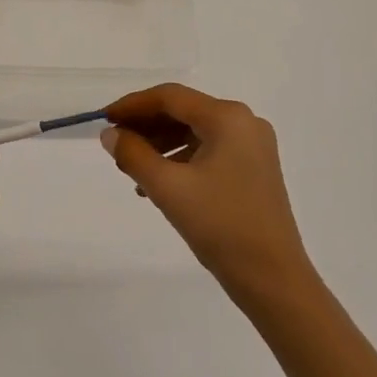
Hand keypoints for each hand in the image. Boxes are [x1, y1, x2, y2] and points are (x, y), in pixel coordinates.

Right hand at [102, 84, 314, 306]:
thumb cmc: (220, 226)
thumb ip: (134, 154)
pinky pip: (209, 150)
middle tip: (115, 143)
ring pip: (195, 131)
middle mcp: (244, 122)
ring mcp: (253, 146)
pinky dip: (181, 159)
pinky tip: (159, 182)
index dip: (133, 105)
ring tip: (131, 167)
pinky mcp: (254, 168)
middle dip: (146, 125)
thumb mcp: (168, 188)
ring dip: (161, 144)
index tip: (104, 119)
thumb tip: (110, 135)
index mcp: (228, 117)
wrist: (273, 279)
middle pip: (184, 111)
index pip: (170, 97)